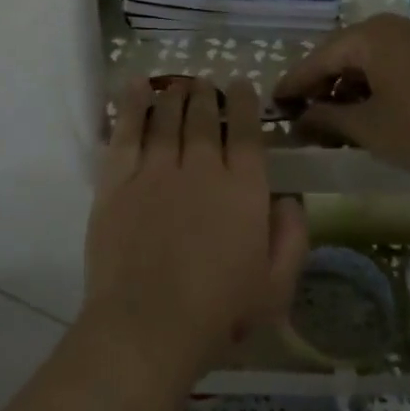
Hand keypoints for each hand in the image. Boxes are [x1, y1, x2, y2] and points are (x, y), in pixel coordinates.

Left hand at [83, 78, 308, 381]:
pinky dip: (132, 105)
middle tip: (205, 85)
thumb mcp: (276, 286)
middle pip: (203, 117)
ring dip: (174, 96)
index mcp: (243, 189)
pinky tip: (136, 87)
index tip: (241, 85)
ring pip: (167, 117)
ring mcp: (155, 170)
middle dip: (206, 95)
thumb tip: (291, 197)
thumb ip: (291, 237)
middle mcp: (201, 168)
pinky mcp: (117, 180)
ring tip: (178, 86)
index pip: (246, 131)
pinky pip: (126, 131)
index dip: (244, 103)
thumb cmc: (218, 313)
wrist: (147, 325)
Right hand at [274, 14, 409, 182]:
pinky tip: (369, 116)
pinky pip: (390, 69)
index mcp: (367, 36)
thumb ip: (326, 119)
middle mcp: (390, 28)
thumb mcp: (366, 128)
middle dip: (321, 87)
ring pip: (368, 64)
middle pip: (342, 57)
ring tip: (333, 122)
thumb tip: (300, 119)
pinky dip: (373, 91)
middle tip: (302, 116)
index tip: (273, 106)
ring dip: (347, 91)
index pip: (317, 59)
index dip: (293, 84)